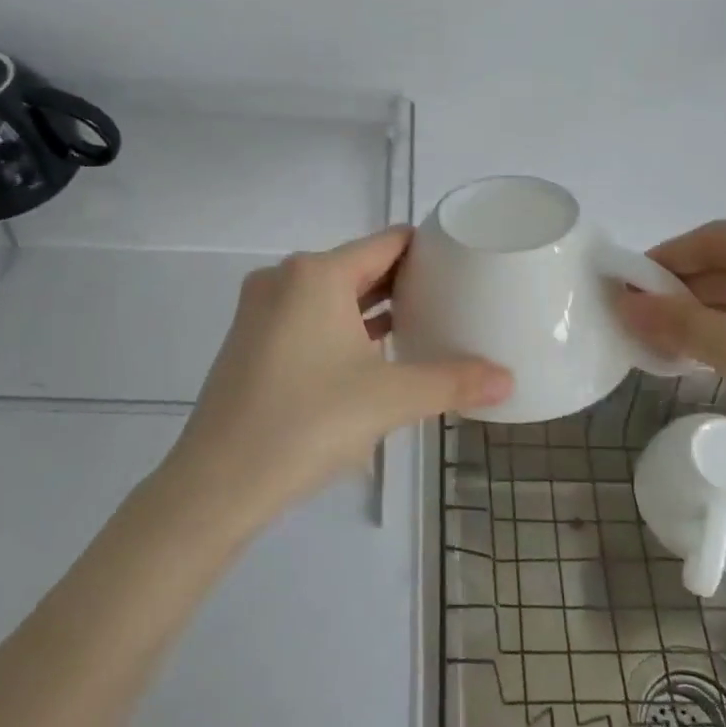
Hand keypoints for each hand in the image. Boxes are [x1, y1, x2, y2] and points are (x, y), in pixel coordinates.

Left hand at [162, 227, 511, 527]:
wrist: (216, 484)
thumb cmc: (307, 423)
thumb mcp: (389, 399)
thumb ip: (452, 382)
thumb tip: (509, 381)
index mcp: (317, 274)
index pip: (388, 242)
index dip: (429, 249)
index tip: (465, 264)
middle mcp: (285, 279)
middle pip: (360, 265)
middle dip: (406, 280)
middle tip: (454, 297)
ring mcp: (262, 310)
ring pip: (333, 294)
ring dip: (375, 306)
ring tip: (424, 321)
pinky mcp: (252, 341)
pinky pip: (310, 317)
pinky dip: (344, 326)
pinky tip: (375, 353)